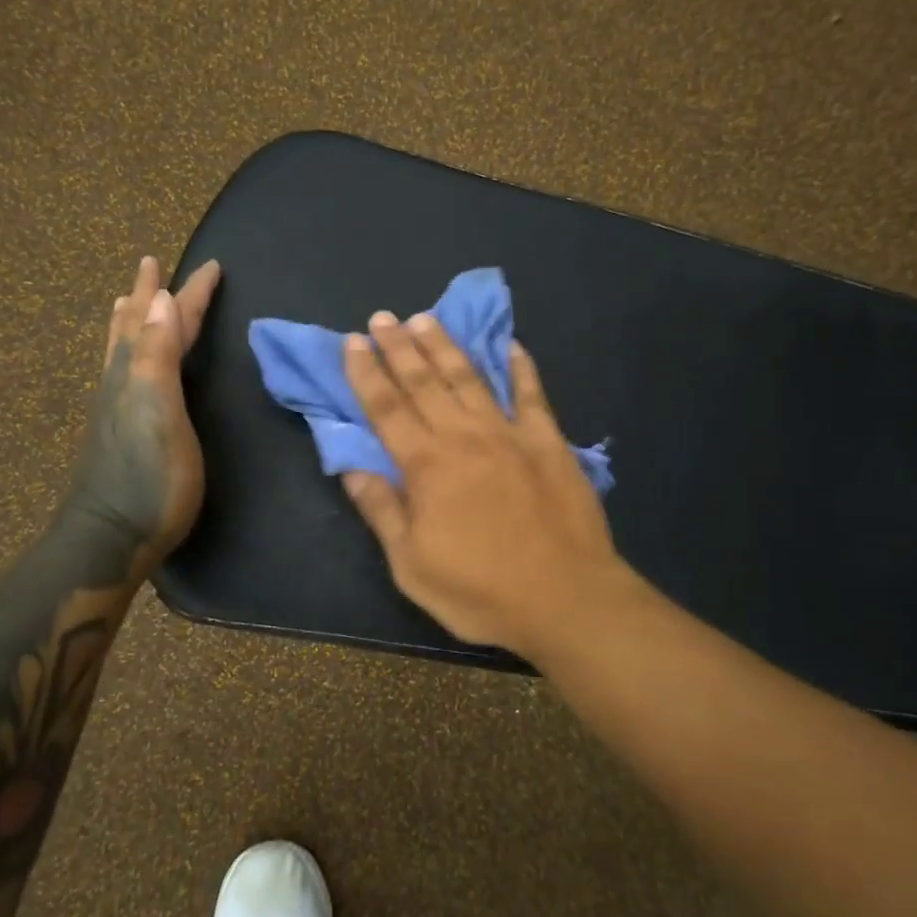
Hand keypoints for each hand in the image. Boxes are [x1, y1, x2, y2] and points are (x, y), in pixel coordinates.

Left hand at [64, 256, 221, 579]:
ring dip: (132, 320)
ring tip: (131, 300)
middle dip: (150, 295)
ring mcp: (118, 407)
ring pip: (124, 348)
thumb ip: (157, 356)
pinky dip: (130, 351)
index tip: (213, 266)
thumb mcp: (158, 413)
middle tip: (152, 265)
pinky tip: (131, 365)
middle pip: (137, 327)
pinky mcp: (121, 430)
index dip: (190, 293)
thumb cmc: (149, 478)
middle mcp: (123, 381)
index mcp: (138, 372)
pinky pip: (125, 372)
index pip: (168, 320)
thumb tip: (162, 298)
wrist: (110, 538)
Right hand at [340, 311, 625, 655]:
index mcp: (426, 466)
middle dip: (399, 347)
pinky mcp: (549, 442)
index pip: (386, 408)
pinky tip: (510, 346)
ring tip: (426, 319)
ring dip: (445, 347)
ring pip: (470, 378)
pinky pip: (531, 394)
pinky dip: (520, 368)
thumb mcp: (412, 565)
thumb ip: (382, 511)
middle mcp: (464, 437)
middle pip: (424, 382)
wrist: (565, 598)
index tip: (352, 343)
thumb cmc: (480, 591)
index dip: (366, 374)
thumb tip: (351, 469)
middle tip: (382, 318)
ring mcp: (510, 434)